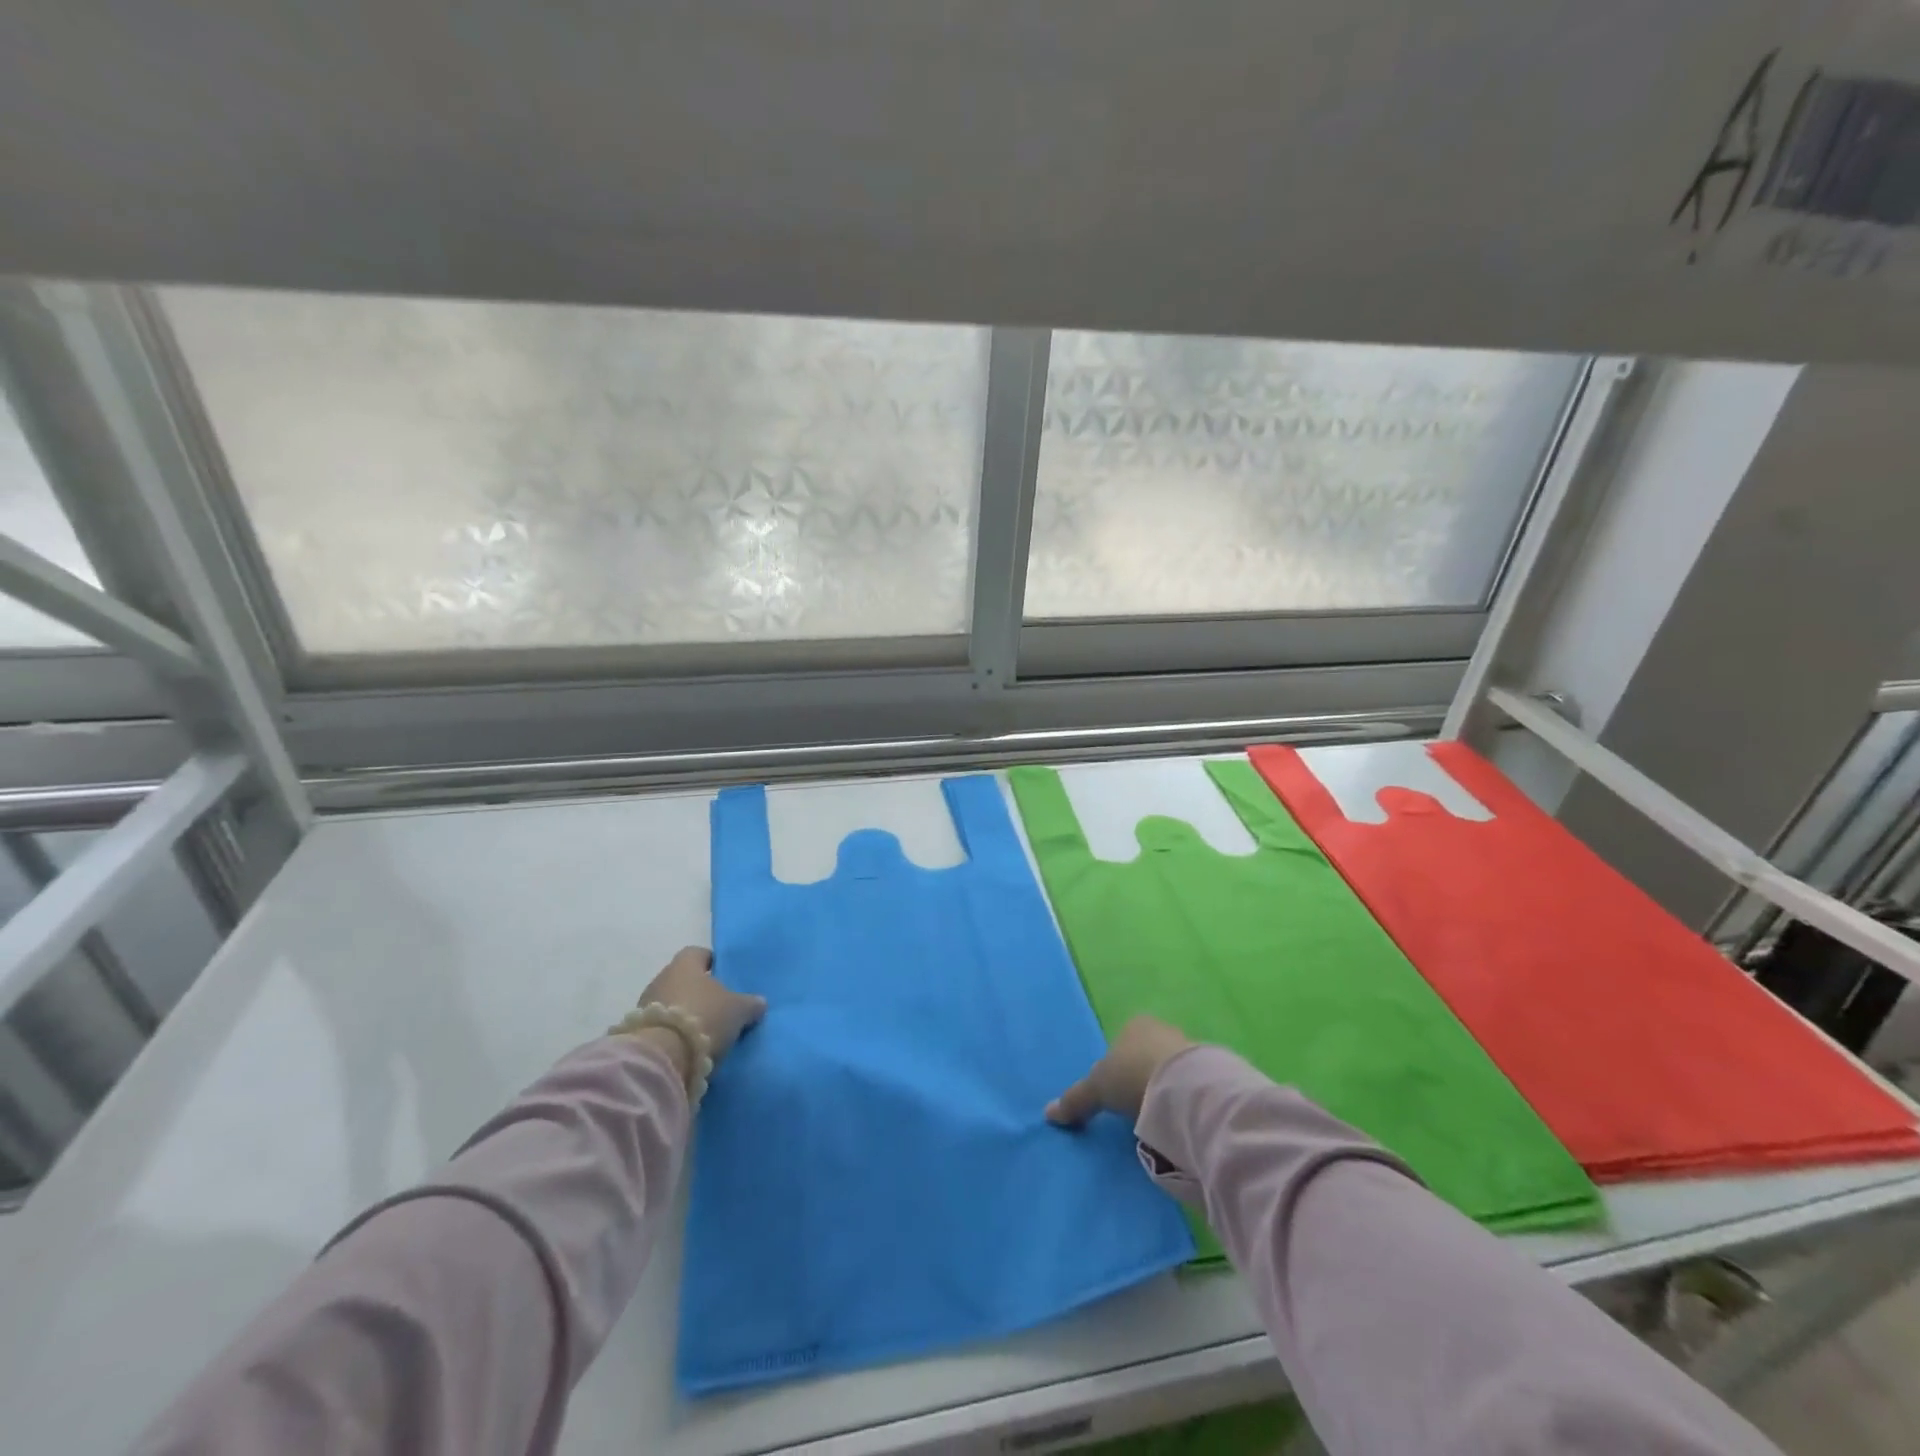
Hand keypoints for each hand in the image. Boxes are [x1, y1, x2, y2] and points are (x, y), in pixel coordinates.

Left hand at [639, 946, 766, 1060]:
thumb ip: (749, 1003)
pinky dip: (674, 1032)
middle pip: (683, 979)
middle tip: (719, 1006)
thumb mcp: (738, 1010)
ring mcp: (646, 1005)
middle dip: (699, 991)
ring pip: (671, 1002)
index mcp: (685, 964)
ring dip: (685, 1013)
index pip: (698, 953)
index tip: (725, 975)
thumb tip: (759, 1002)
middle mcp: (662, 978)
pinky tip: (689, 1044)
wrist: (662, 1056)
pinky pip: (662, 1026)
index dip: (712, 962)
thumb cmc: (704, 1017)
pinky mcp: (638, 1032)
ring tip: (705, 1029)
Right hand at [1047, 1016, 1196, 1127]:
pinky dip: (1182, 1097)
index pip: (1122, 1041)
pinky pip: (1189, 1083)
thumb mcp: (1097, 1088)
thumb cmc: (1132, 1075)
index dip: (1117, 1065)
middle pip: (1147, 1054)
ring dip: (1164, 1088)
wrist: (1183, 1086)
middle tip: (1135, 1107)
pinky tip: (1178, 1116)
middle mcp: (1161, 1028)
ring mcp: (1188, 1047)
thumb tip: (1048, 1113)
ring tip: (1158, 1117)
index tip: (1115, 1092)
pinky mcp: (1208, 1069)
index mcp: (1134, 1024)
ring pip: (1169, 1068)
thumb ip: (1076, 1100)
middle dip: (1141, 1076)